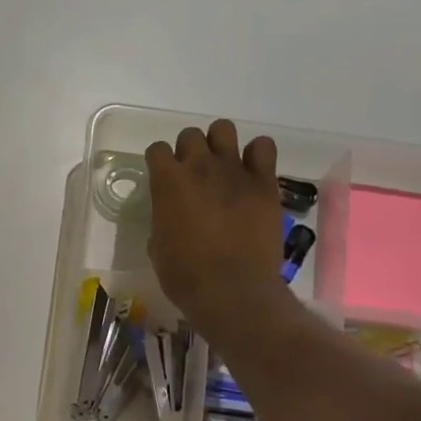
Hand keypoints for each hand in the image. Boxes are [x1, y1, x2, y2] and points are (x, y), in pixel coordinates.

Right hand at [145, 119, 288, 340]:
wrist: (232, 291)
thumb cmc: (185, 276)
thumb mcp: (158, 248)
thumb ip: (163, 220)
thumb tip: (172, 216)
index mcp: (167, 182)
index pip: (156, 150)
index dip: (159, 163)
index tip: (163, 179)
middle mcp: (199, 167)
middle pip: (190, 135)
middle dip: (189, 151)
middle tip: (194, 176)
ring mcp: (235, 171)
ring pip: (224, 129)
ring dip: (220, 144)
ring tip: (223, 167)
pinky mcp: (264, 183)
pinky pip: (263, 147)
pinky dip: (256, 155)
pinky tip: (252, 174)